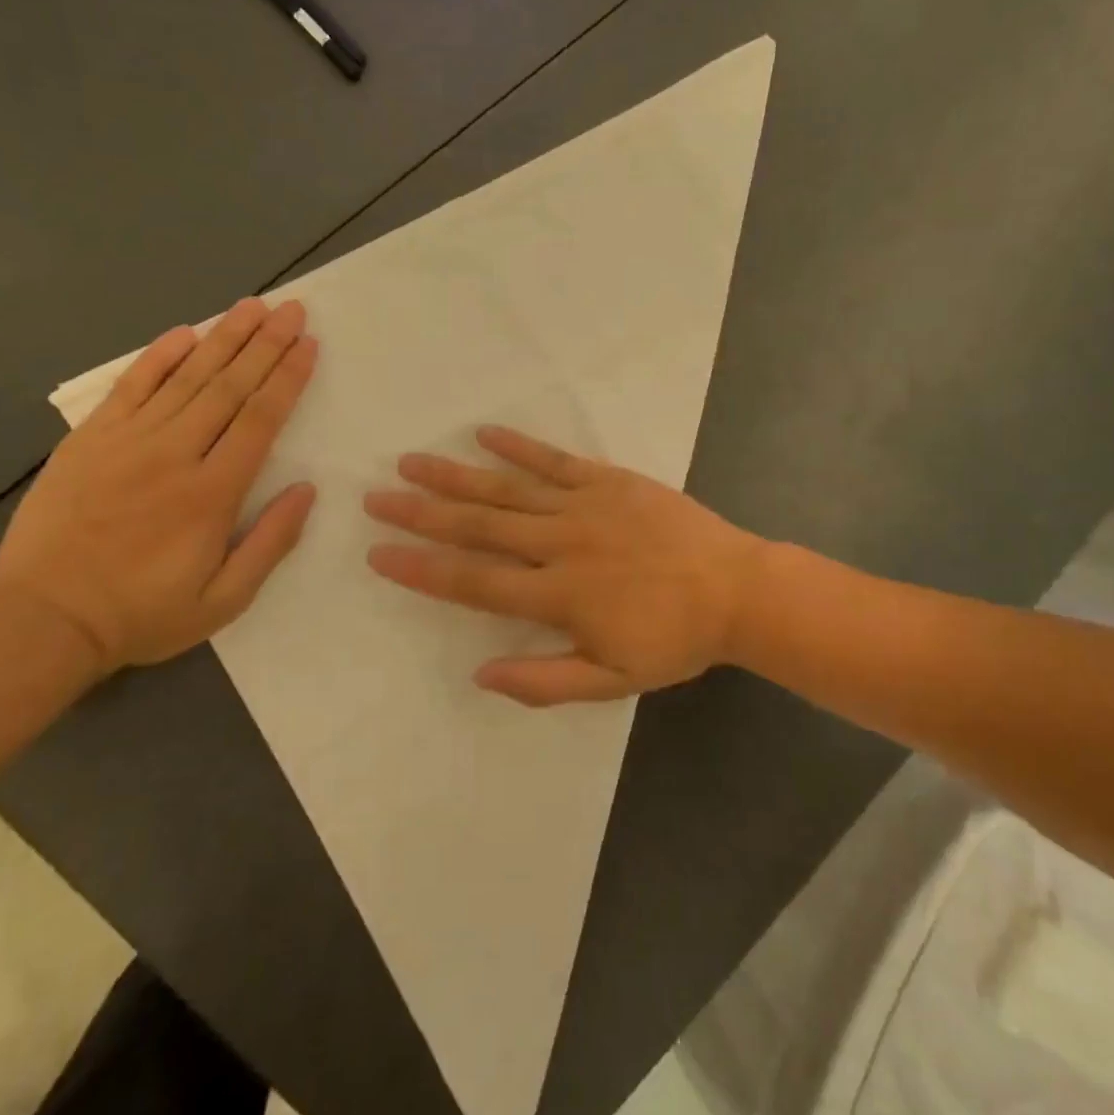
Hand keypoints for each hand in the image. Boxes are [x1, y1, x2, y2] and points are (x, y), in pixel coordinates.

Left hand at [0, 298, 318, 674]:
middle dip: (266, 344)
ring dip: (223, 338)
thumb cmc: (144, 614)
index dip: (288, 378)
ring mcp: (127, 442)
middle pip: (229, 387)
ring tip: (252, 307)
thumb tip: (306, 490)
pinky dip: (158, 357)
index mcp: (212, 493)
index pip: (261, 419)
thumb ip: (271, 543)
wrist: (44, 621)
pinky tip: (184, 333)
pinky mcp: (89, 441)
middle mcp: (174, 455)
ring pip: (186, 378)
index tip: (309, 345)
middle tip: (292, 309)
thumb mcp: (224, 600)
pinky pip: (130, 387)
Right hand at [363, 427, 766, 705]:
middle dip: (422, 514)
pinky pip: (556, 460)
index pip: (474, 581)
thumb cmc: (674, 640)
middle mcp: (560, 544)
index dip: (422, 569)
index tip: (378, 554)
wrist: (737, 591)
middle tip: (376, 498)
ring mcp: (585, 506)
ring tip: (411, 462)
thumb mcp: (613, 681)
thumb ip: (544, 681)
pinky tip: (485, 433)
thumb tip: (479, 674)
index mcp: (558, 596)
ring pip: (507, 489)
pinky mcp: (610, 480)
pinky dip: (519, 446)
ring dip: (456, 476)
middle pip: (478, 527)